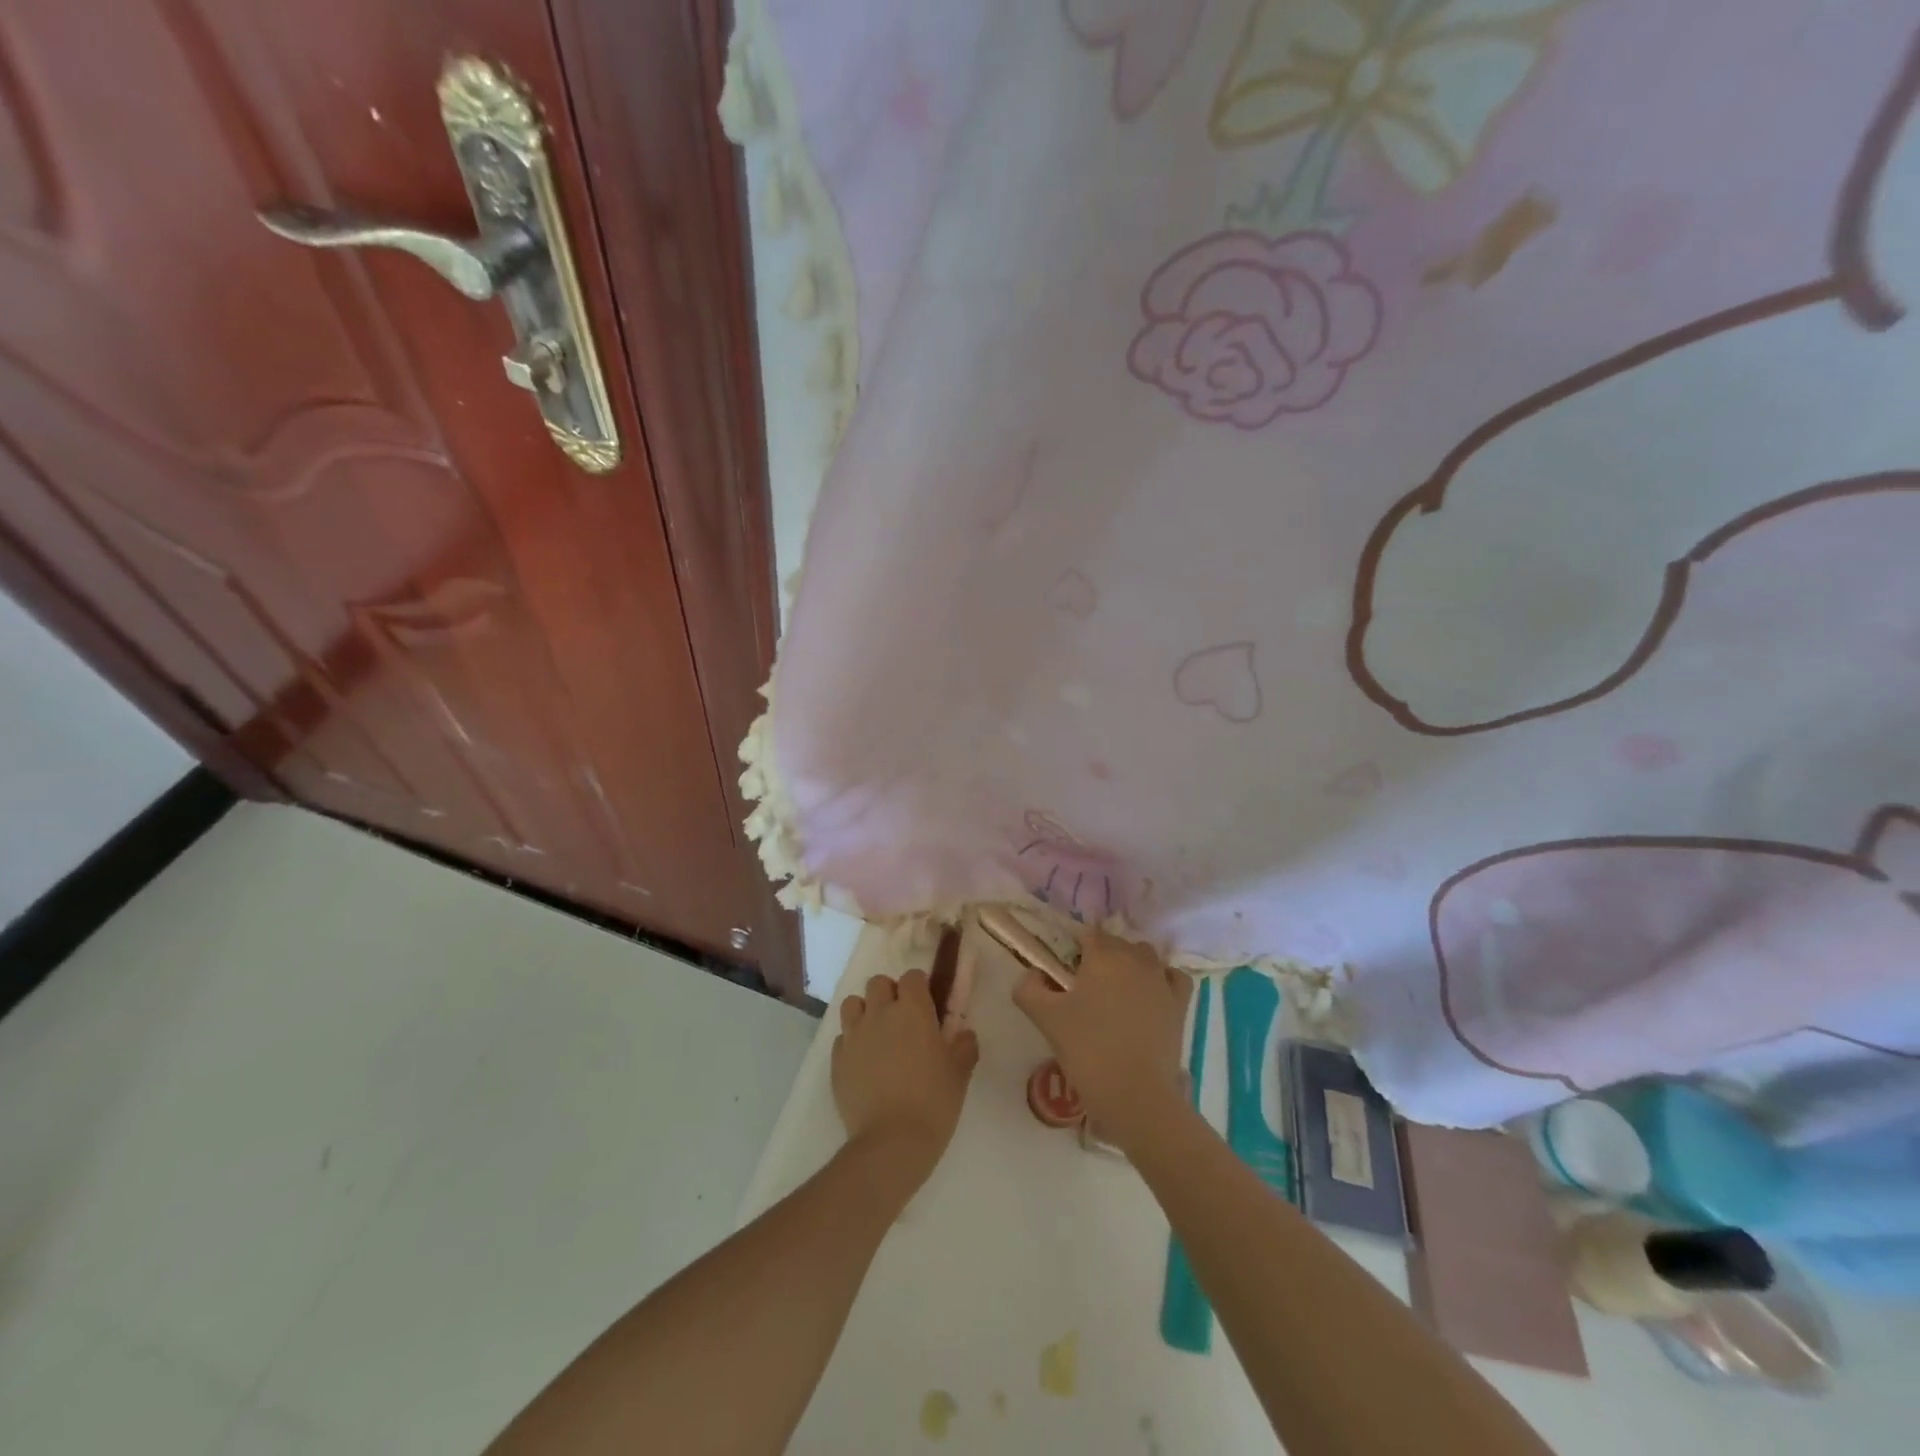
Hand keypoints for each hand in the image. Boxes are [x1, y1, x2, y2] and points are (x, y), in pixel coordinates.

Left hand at [833, 970, 978, 1192]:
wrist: (891, 1143)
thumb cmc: (933, 1102)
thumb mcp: (960, 1073)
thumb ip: (964, 1045)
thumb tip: (964, 1033)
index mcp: (913, 1009)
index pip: (912, 976)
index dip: (919, 988)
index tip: (927, 1007)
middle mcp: (880, 1013)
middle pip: (878, 983)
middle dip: (889, 994)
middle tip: (902, 1021)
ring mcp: (854, 1035)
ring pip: (853, 1004)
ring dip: (865, 1012)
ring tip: (877, 1036)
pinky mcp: (836, 1060)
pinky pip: (842, 1038)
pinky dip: (852, 1043)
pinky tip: (864, 1064)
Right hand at [1012, 929, 1192, 1149]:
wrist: (1135, 1094)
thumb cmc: (1087, 1050)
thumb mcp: (1045, 1018)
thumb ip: (1029, 988)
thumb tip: (1033, 974)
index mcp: (1103, 956)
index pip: (1089, 934)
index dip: (1075, 949)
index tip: (1065, 973)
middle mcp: (1135, 959)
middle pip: (1116, 943)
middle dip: (1101, 957)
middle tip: (1085, 989)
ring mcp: (1161, 980)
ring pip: (1145, 956)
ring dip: (1130, 965)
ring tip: (1115, 994)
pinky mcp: (1180, 1003)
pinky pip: (1172, 976)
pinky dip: (1162, 978)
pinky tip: (1150, 995)